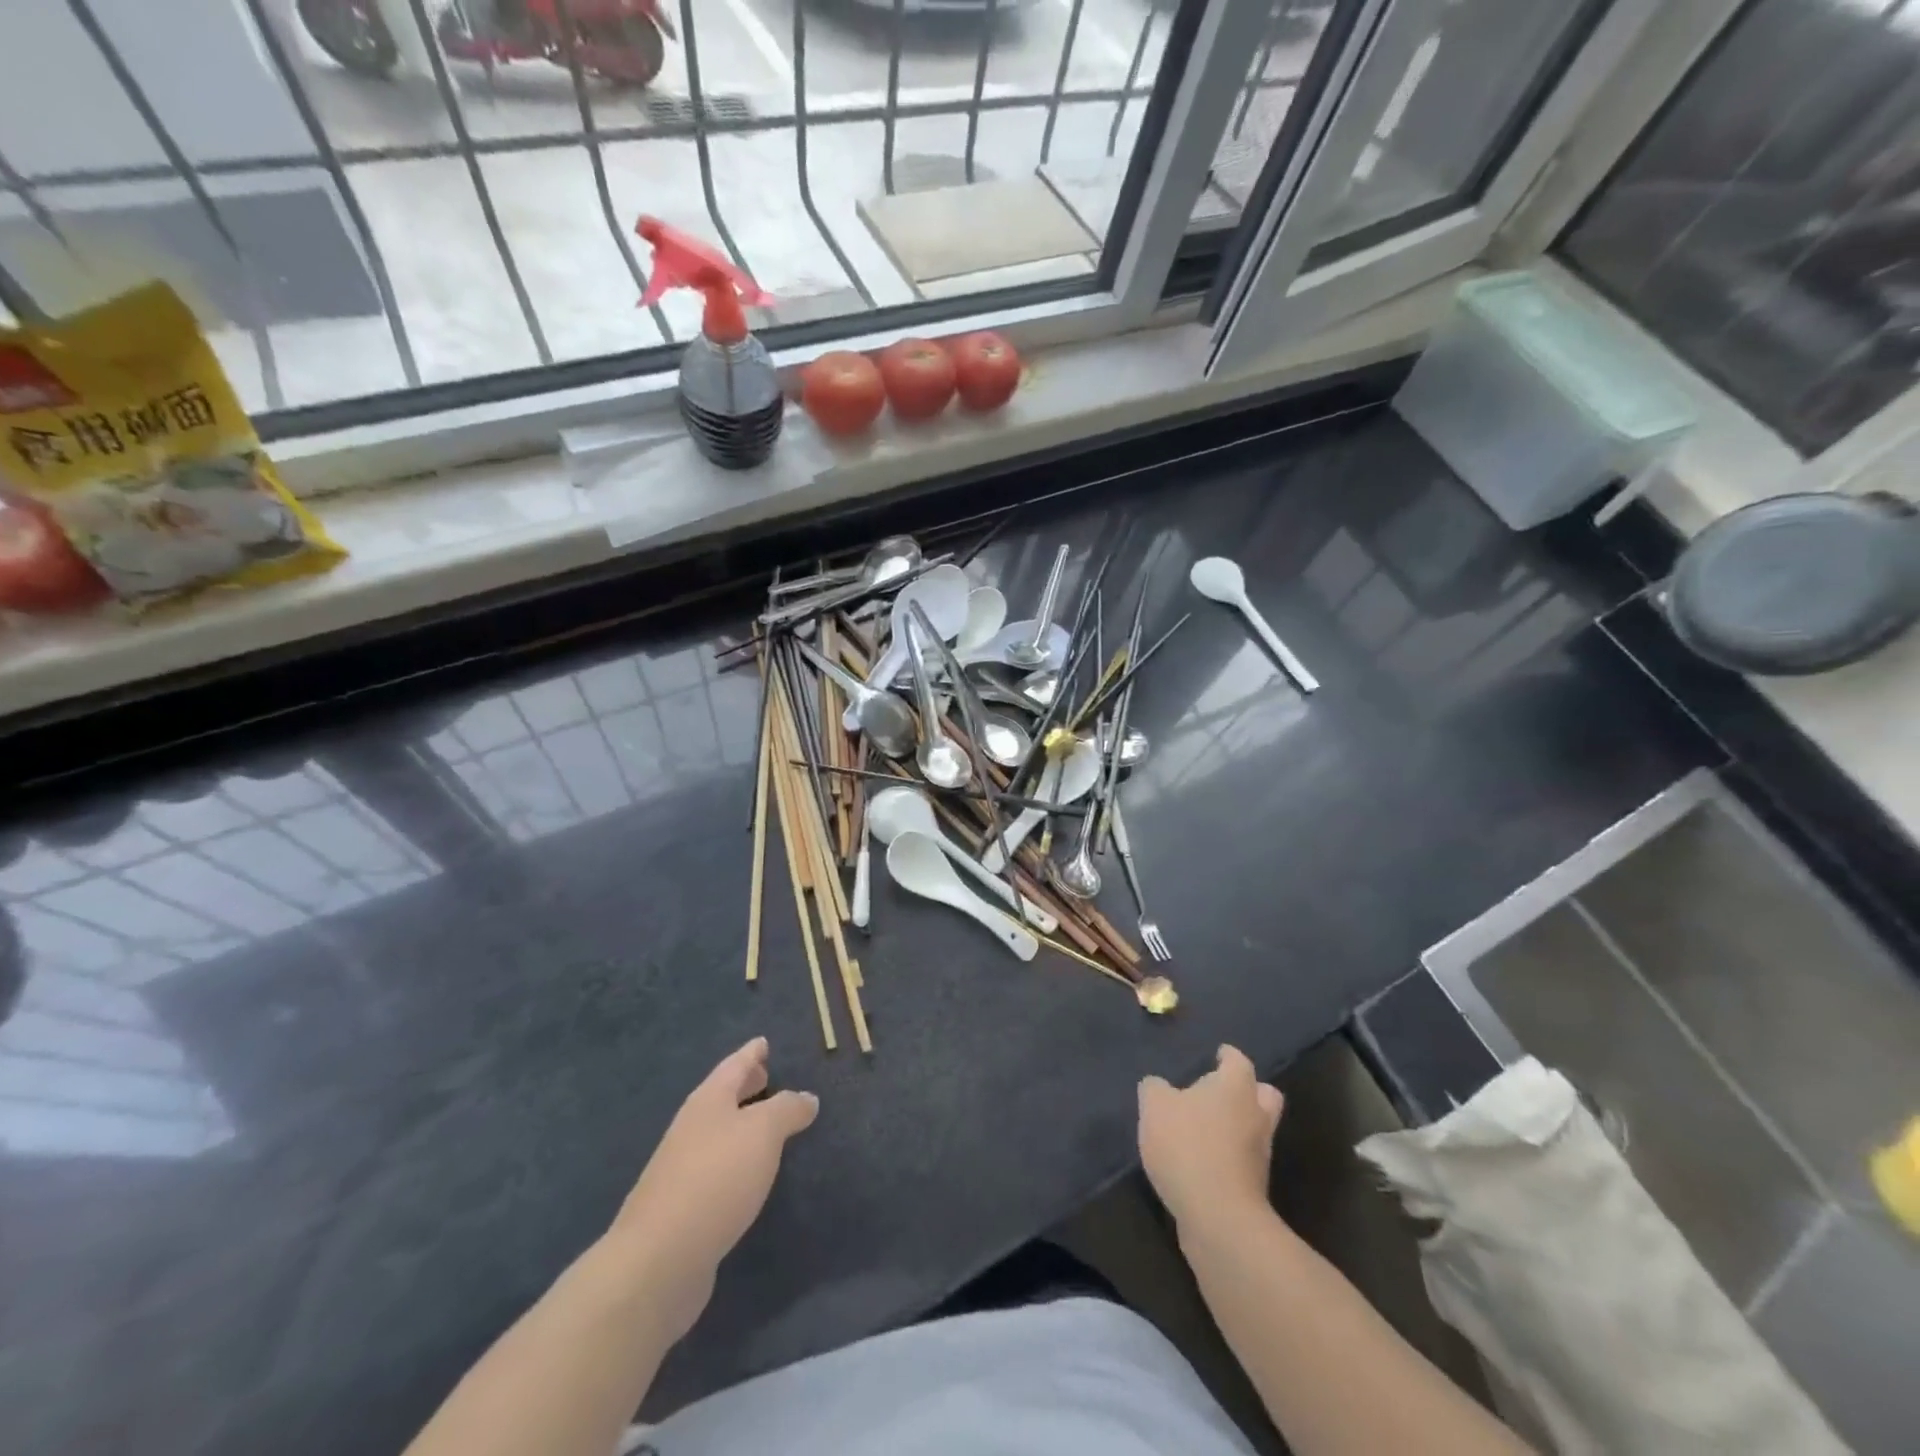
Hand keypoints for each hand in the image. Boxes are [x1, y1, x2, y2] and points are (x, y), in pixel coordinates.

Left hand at [608, 1038, 817, 1338]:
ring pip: (719, 1132)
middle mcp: (692, 1128)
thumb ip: (788, 1109)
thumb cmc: (716, 1178)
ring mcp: (682, 1169)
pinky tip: (750, 1174)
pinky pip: (717, 1167)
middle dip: (745, 1085)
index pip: (734, 1065)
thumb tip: (806, 1097)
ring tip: (768, 1124)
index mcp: (708, 1101)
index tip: (764, 1041)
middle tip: (767, 1075)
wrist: (659, 1260)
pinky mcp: (683, 1208)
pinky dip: (736, 1159)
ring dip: (742, 1124)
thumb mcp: (763, 1132)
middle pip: (722, 1097)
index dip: (752, 1053)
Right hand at [1138, 1044, 1282, 1233]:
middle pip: (1263, 1094)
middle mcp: (1255, 1114)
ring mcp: (1260, 1153)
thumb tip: (1157, 1086)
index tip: (1216, 1055)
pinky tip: (1201, 1159)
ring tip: (1204, 1127)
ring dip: (1236, 1125)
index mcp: (1235, 1086)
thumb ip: (1154, 1089)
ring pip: (1255, 1128)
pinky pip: (1243, 1159)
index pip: (1238, 1060)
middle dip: (1247, 1090)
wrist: (1218, 1217)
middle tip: (1219, 1091)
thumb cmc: (1188, 1146)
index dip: (1226, 1056)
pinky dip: (1228, 1155)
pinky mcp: (1254, 1186)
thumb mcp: (1155, 1107)